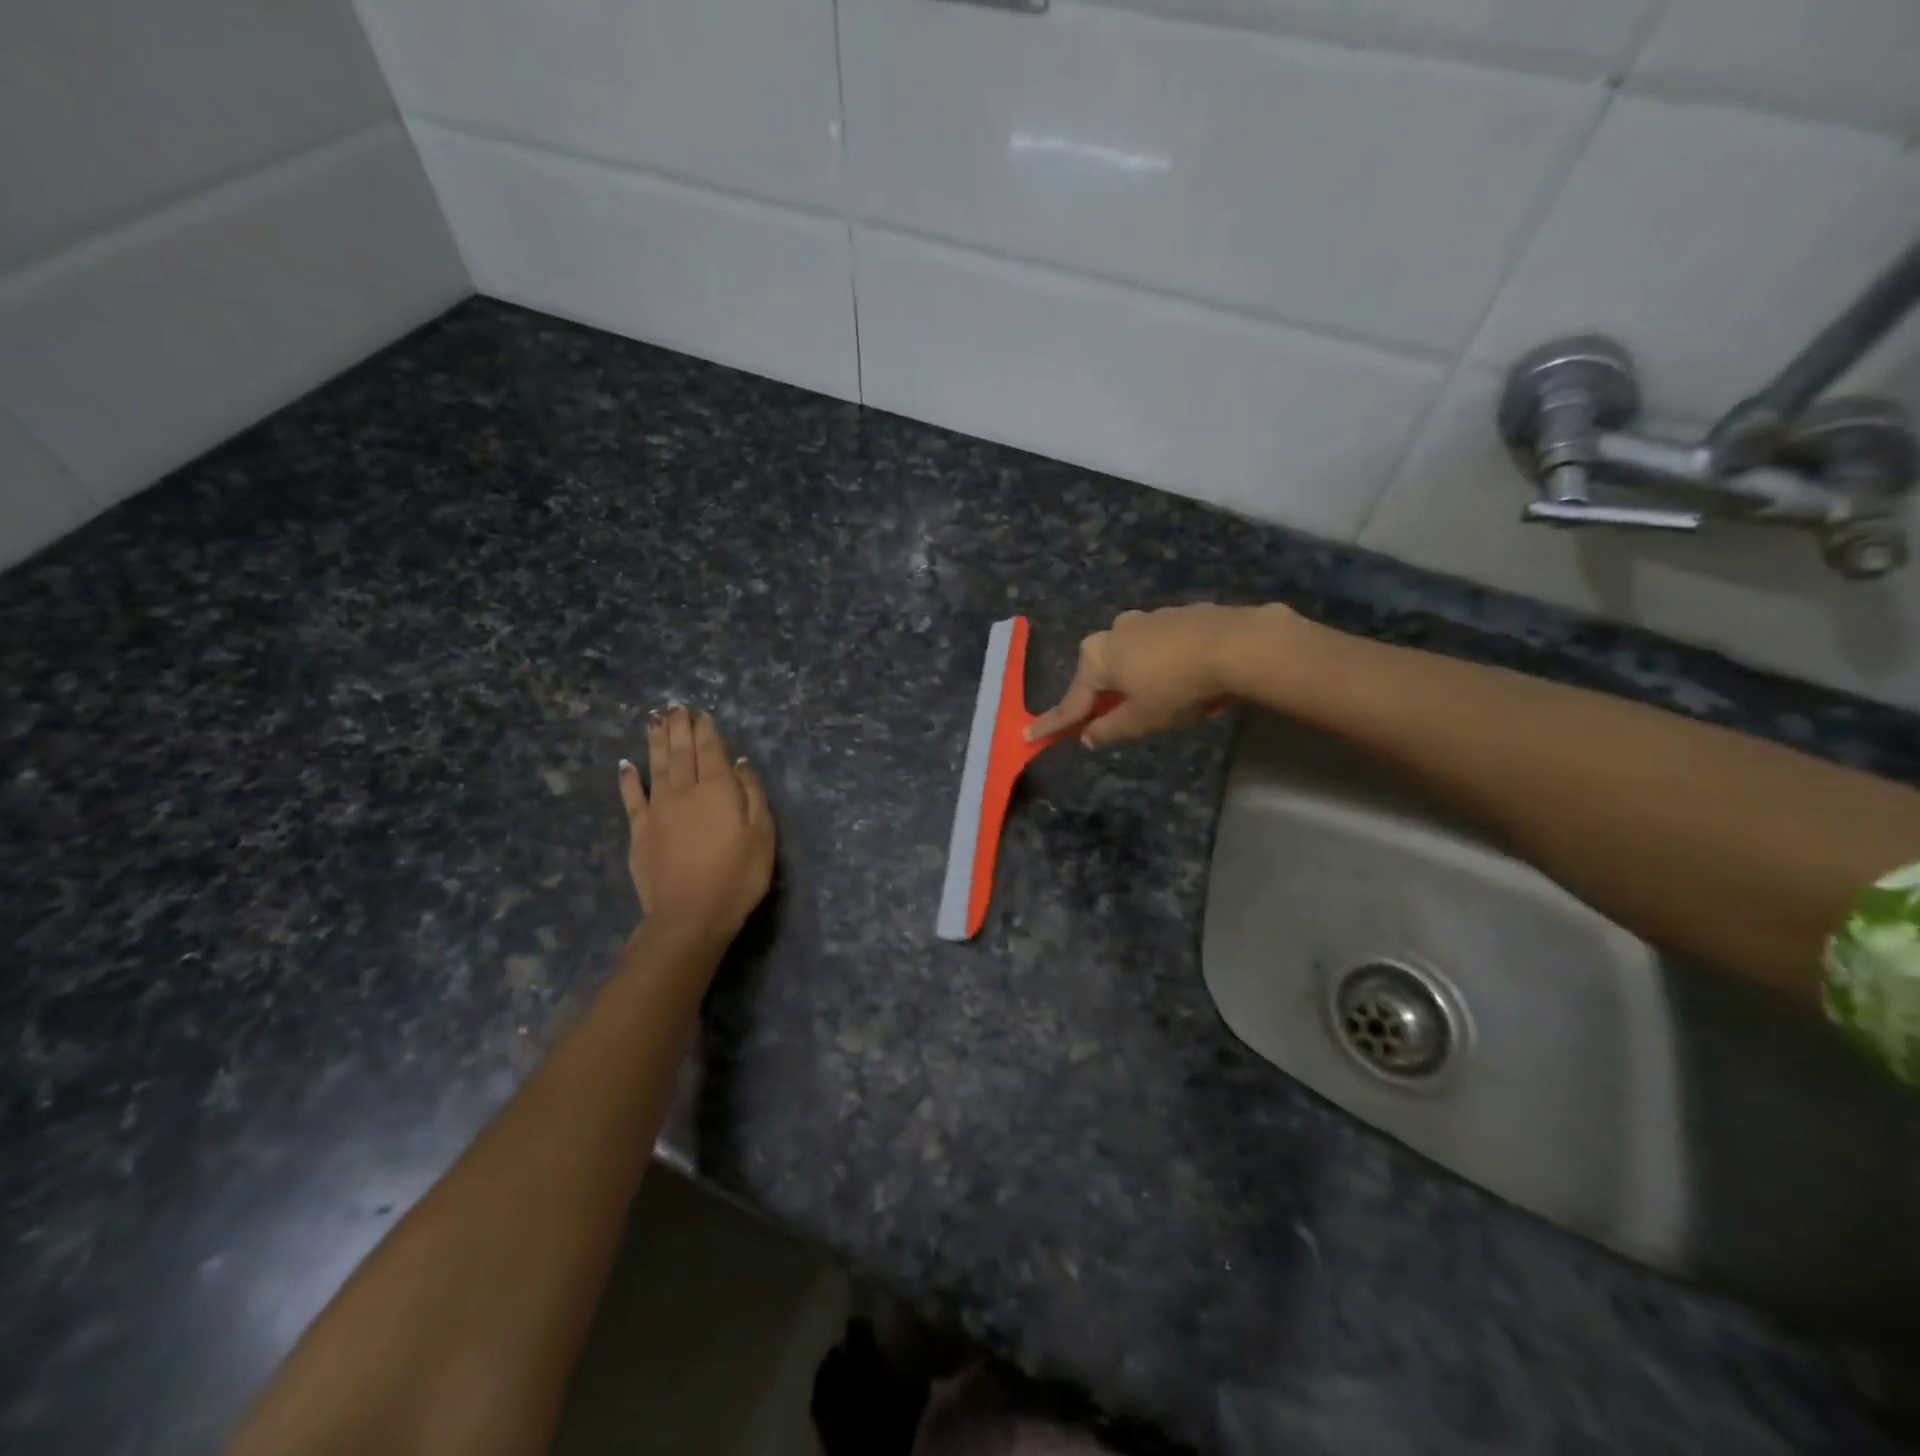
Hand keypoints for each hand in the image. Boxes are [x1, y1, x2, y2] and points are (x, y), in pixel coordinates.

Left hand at [618, 707, 775, 946]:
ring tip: (654, 720)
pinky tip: (626, 764)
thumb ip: (753, 794)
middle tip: (674, 707)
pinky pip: (632, 797)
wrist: (689, 915)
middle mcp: (685, 790)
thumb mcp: (762, 834)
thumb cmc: (737, 876)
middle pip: (682, 752)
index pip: (712, 751)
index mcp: (718, 789)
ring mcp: (658, 810)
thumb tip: (742, 763)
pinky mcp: (640, 831)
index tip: (700, 713)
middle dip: (679, 727)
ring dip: (656, 742)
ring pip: (656, 766)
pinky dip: (628, 778)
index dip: (706, 730)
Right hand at [1026, 604, 1291, 748]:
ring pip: (1129, 656)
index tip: (1029, 735)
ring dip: (1133, 677)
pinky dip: (1160, 663)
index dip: (1053, 724)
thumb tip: (1087, 737)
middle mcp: (1113, 631)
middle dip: (1100, 696)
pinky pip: (1157, 646)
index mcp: (1097, 658)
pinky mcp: (1176, 614)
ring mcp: (1145, 618)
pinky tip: (1182, 675)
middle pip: (1099, 674)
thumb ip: (1109, 730)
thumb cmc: (1178, 687)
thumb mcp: (1141, 720)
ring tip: (1158, 698)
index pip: (1071, 702)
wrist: (1237, 644)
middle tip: (1106, 719)